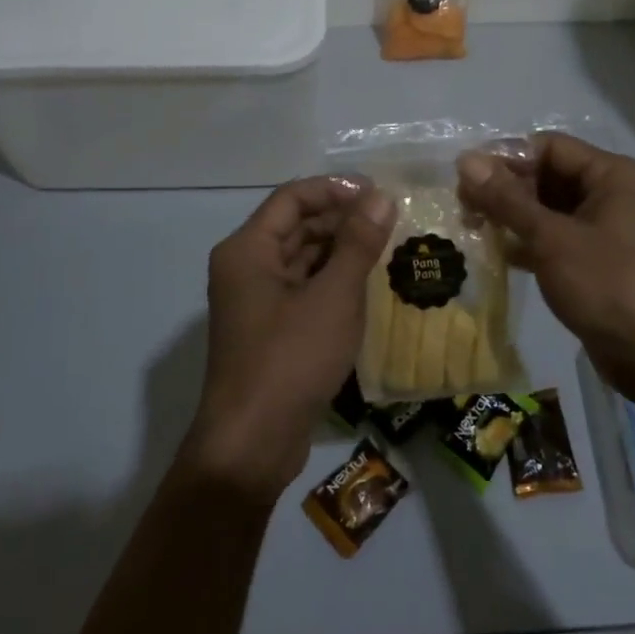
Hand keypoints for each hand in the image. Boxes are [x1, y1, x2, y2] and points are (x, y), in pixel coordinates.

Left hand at [185, 176, 394, 501]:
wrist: (252, 444)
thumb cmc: (290, 359)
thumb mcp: (333, 297)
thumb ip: (358, 243)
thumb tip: (381, 197)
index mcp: (247, 249)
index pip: (292, 197)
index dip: (335, 189)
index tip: (378, 193)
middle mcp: (244, 267)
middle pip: (295, 225)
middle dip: (340, 219)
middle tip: (389, 221)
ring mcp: (254, 300)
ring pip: (301, 258)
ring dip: (339, 250)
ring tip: (386, 248)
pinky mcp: (268, 330)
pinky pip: (302, 288)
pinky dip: (331, 280)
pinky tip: (366, 285)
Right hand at [457, 133, 634, 400]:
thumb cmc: (608, 285)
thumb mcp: (551, 238)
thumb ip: (506, 199)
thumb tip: (466, 160)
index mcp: (614, 174)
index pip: (549, 147)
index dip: (505, 158)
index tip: (465, 178)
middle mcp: (614, 193)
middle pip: (549, 175)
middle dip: (506, 189)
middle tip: (463, 206)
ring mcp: (608, 228)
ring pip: (550, 208)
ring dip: (513, 216)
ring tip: (472, 226)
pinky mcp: (598, 260)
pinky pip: (557, 236)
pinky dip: (529, 241)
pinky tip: (497, 252)